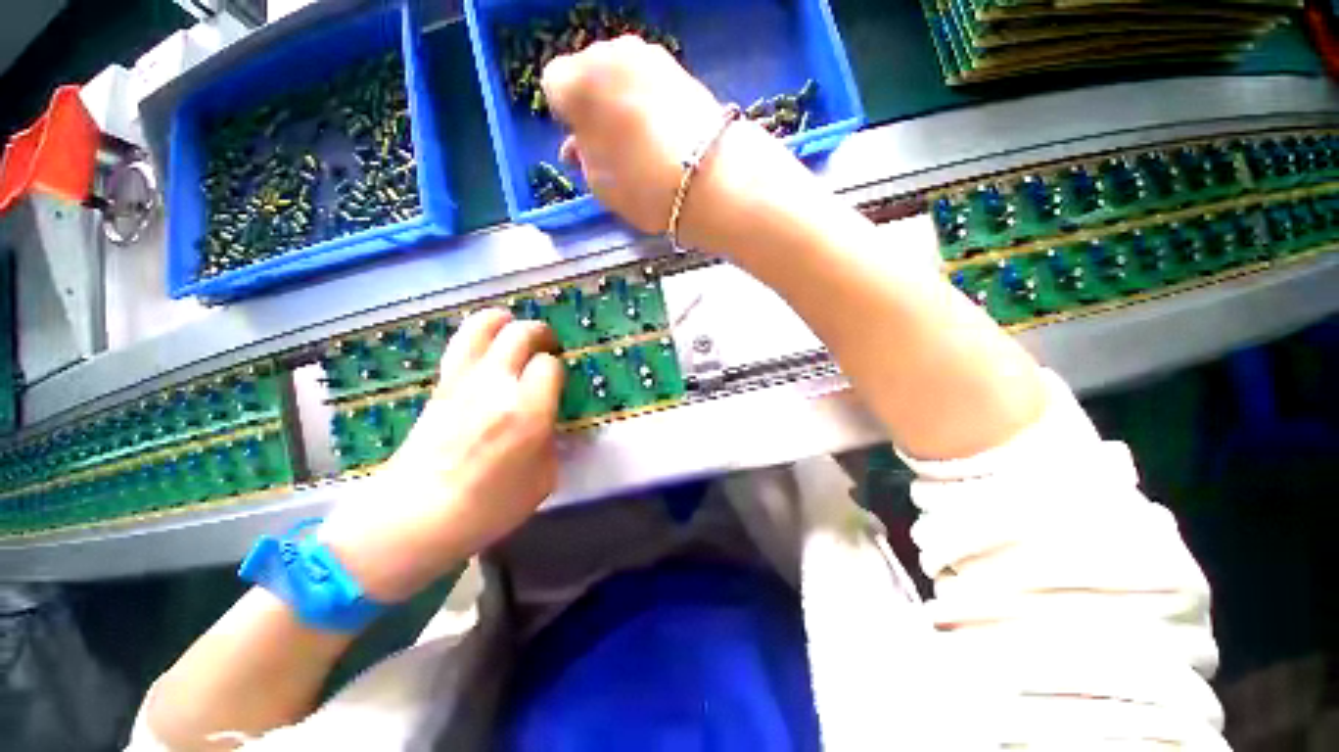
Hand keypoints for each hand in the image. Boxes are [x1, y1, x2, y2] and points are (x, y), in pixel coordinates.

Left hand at [318, 309, 563, 601]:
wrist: (414, 517)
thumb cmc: (488, 507)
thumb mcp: (543, 479)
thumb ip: (551, 440)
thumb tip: (547, 420)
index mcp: (527, 410)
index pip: (549, 364)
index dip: (557, 367)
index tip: (557, 380)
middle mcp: (496, 385)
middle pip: (520, 334)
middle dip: (540, 333)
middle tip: (547, 346)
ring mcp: (462, 381)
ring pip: (484, 326)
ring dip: (506, 321)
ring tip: (516, 329)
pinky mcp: (439, 386)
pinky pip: (461, 344)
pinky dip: (479, 333)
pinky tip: (487, 345)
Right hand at [542, 36, 795, 250]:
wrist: (710, 179)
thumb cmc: (644, 186)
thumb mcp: (599, 184)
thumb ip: (582, 158)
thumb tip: (578, 145)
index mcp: (578, 81)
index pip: (554, 85)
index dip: (566, 117)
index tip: (582, 142)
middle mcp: (610, 53)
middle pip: (588, 73)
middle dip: (593, 103)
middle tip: (610, 142)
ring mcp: (649, 54)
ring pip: (620, 74)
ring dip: (621, 100)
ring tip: (639, 139)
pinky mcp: (679, 66)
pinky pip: (648, 79)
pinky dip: (647, 99)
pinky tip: (660, 129)